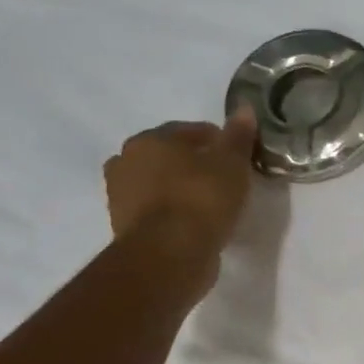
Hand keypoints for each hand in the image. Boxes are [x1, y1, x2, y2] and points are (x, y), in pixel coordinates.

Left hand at [103, 112, 257, 289]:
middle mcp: (126, 161)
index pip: (189, 131)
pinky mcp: (124, 227)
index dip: (217, 141)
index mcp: (150, 139)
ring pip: (159, 184)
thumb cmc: (201, 199)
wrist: (168, 255)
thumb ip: (238, 136)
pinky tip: (194, 222)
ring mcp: (120, 196)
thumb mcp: (231, 163)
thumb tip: (244, 108)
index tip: (238, 157)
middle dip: (193, 163)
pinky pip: (155, 210)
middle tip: (223, 178)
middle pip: (168, 156)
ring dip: (179, 188)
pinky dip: (172, 212)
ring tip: (210, 203)